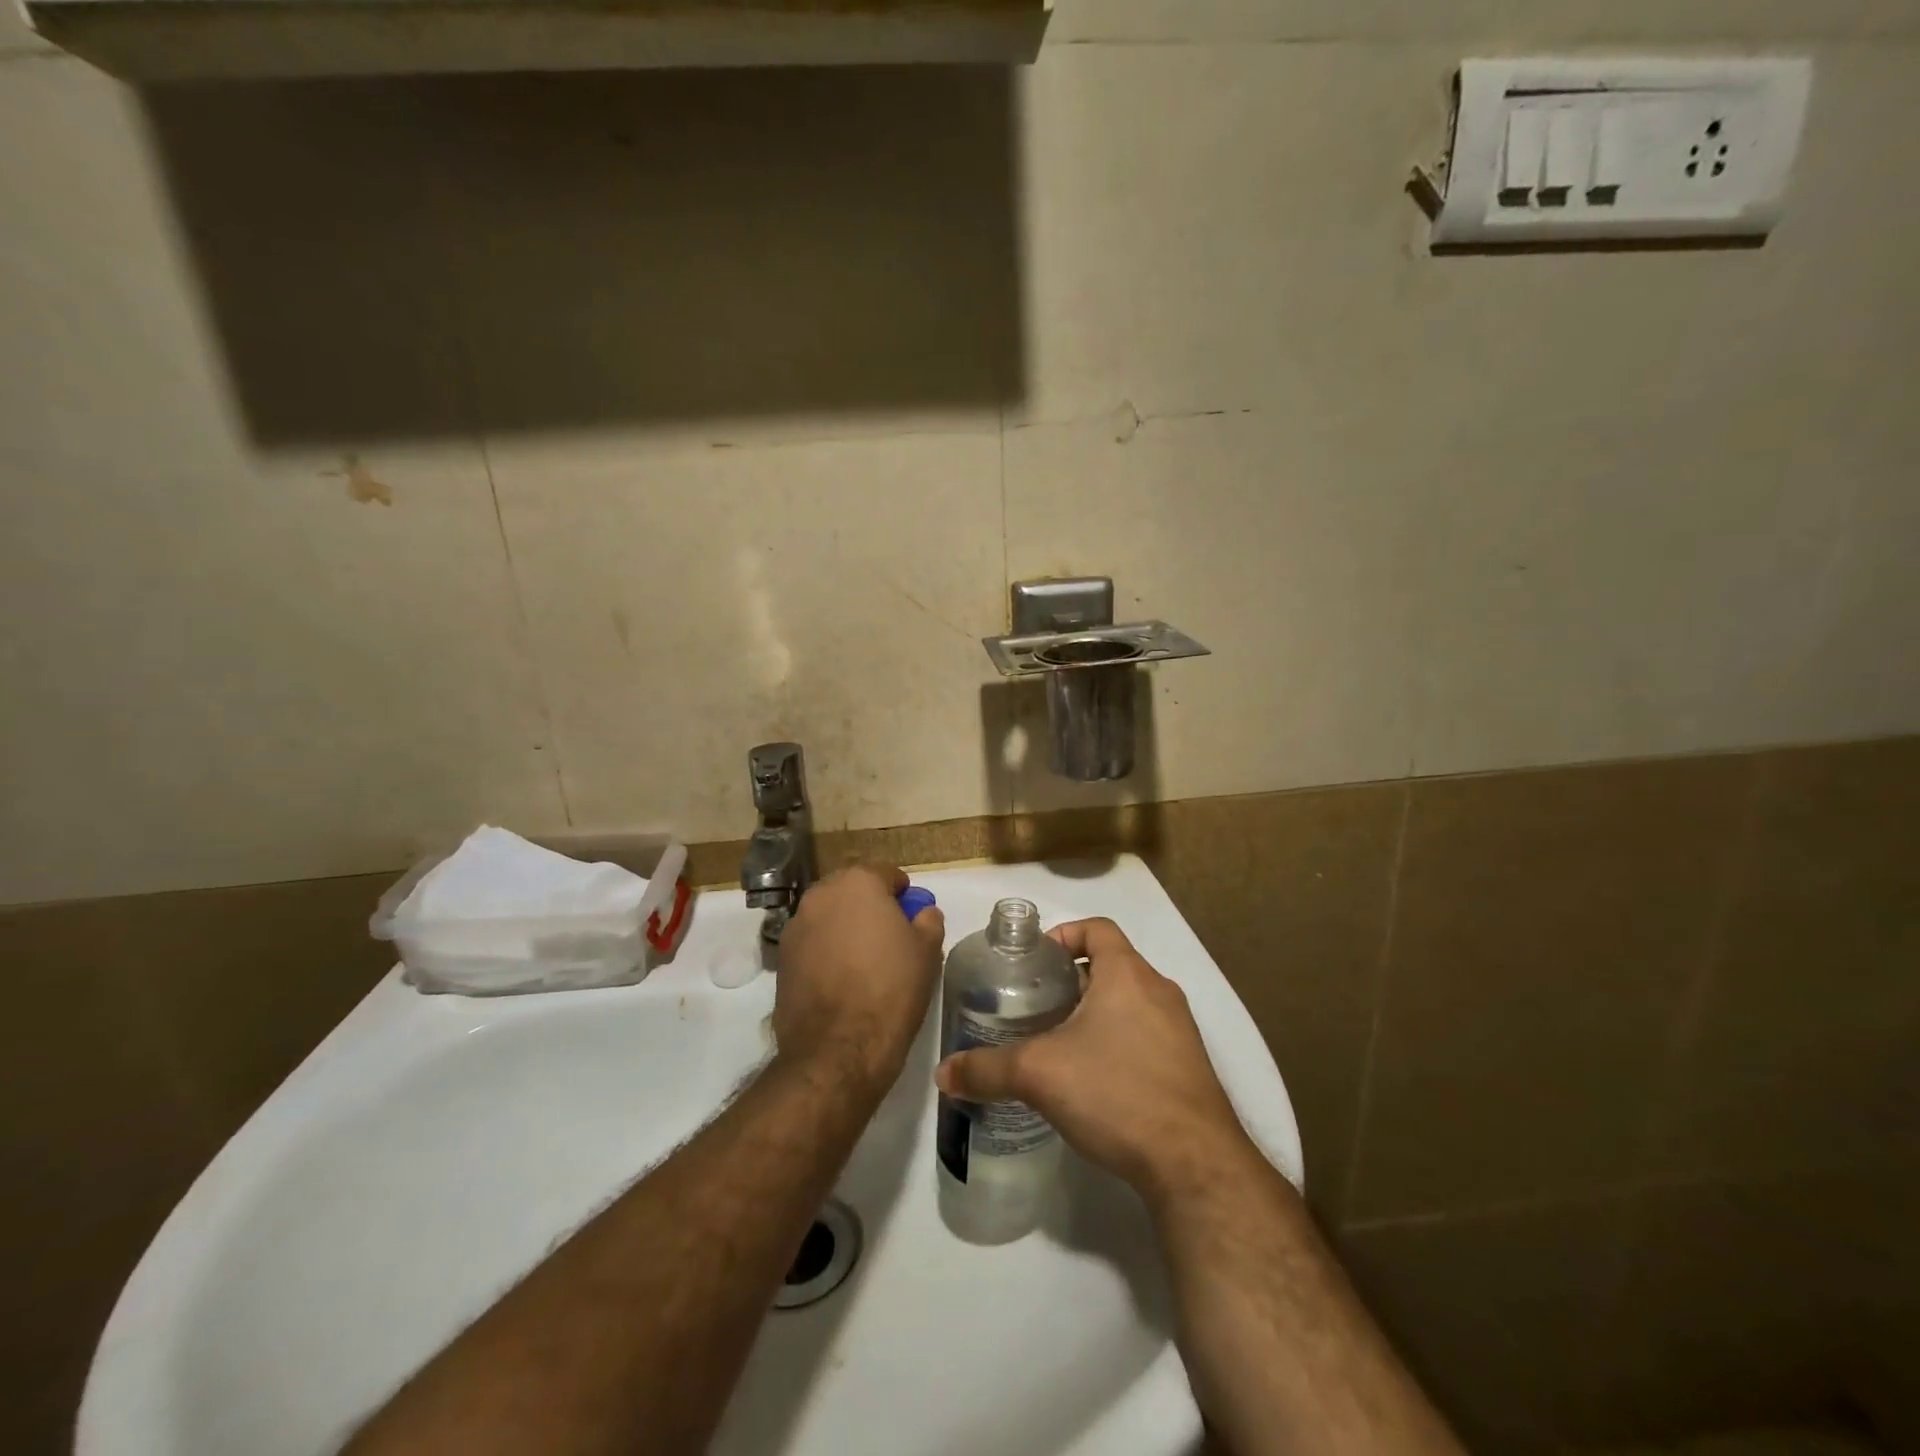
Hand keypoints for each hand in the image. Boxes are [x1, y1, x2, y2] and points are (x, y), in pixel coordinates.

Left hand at [774, 864, 944, 1098]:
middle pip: (852, 889)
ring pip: (829, 915)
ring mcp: (796, 926)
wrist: (837, 1049)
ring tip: (863, 960)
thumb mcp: (927, 952)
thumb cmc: (890, 990)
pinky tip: (841, 979)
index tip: (912, 913)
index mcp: (858, 883)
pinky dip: (826, 950)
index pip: (886, 873)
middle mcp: (821, 895)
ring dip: (845, 926)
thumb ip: (928, 921)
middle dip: (869, 905)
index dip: (902, 892)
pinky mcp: (781, 958)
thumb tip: (923, 913)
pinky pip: (812, 942)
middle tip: (889, 935)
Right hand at [934, 917, 1256, 1204]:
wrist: (1194, 1163)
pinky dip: (1117, 1043)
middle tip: (1033, 1006)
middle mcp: (1159, 991)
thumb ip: (986, 1070)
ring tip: (1056, 1043)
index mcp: (1128, 974)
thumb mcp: (1039, 1075)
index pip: (1097, 928)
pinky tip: (1092, 1081)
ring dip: (1094, 1014)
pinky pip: (1146, 1036)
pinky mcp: (1188, 1068)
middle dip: (1071, 981)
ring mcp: (1180, 1031)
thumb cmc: (1116, 1091)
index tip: (1035, 962)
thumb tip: (942, 1074)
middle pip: (1111, 966)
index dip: (1063, 934)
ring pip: (1129, 1003)